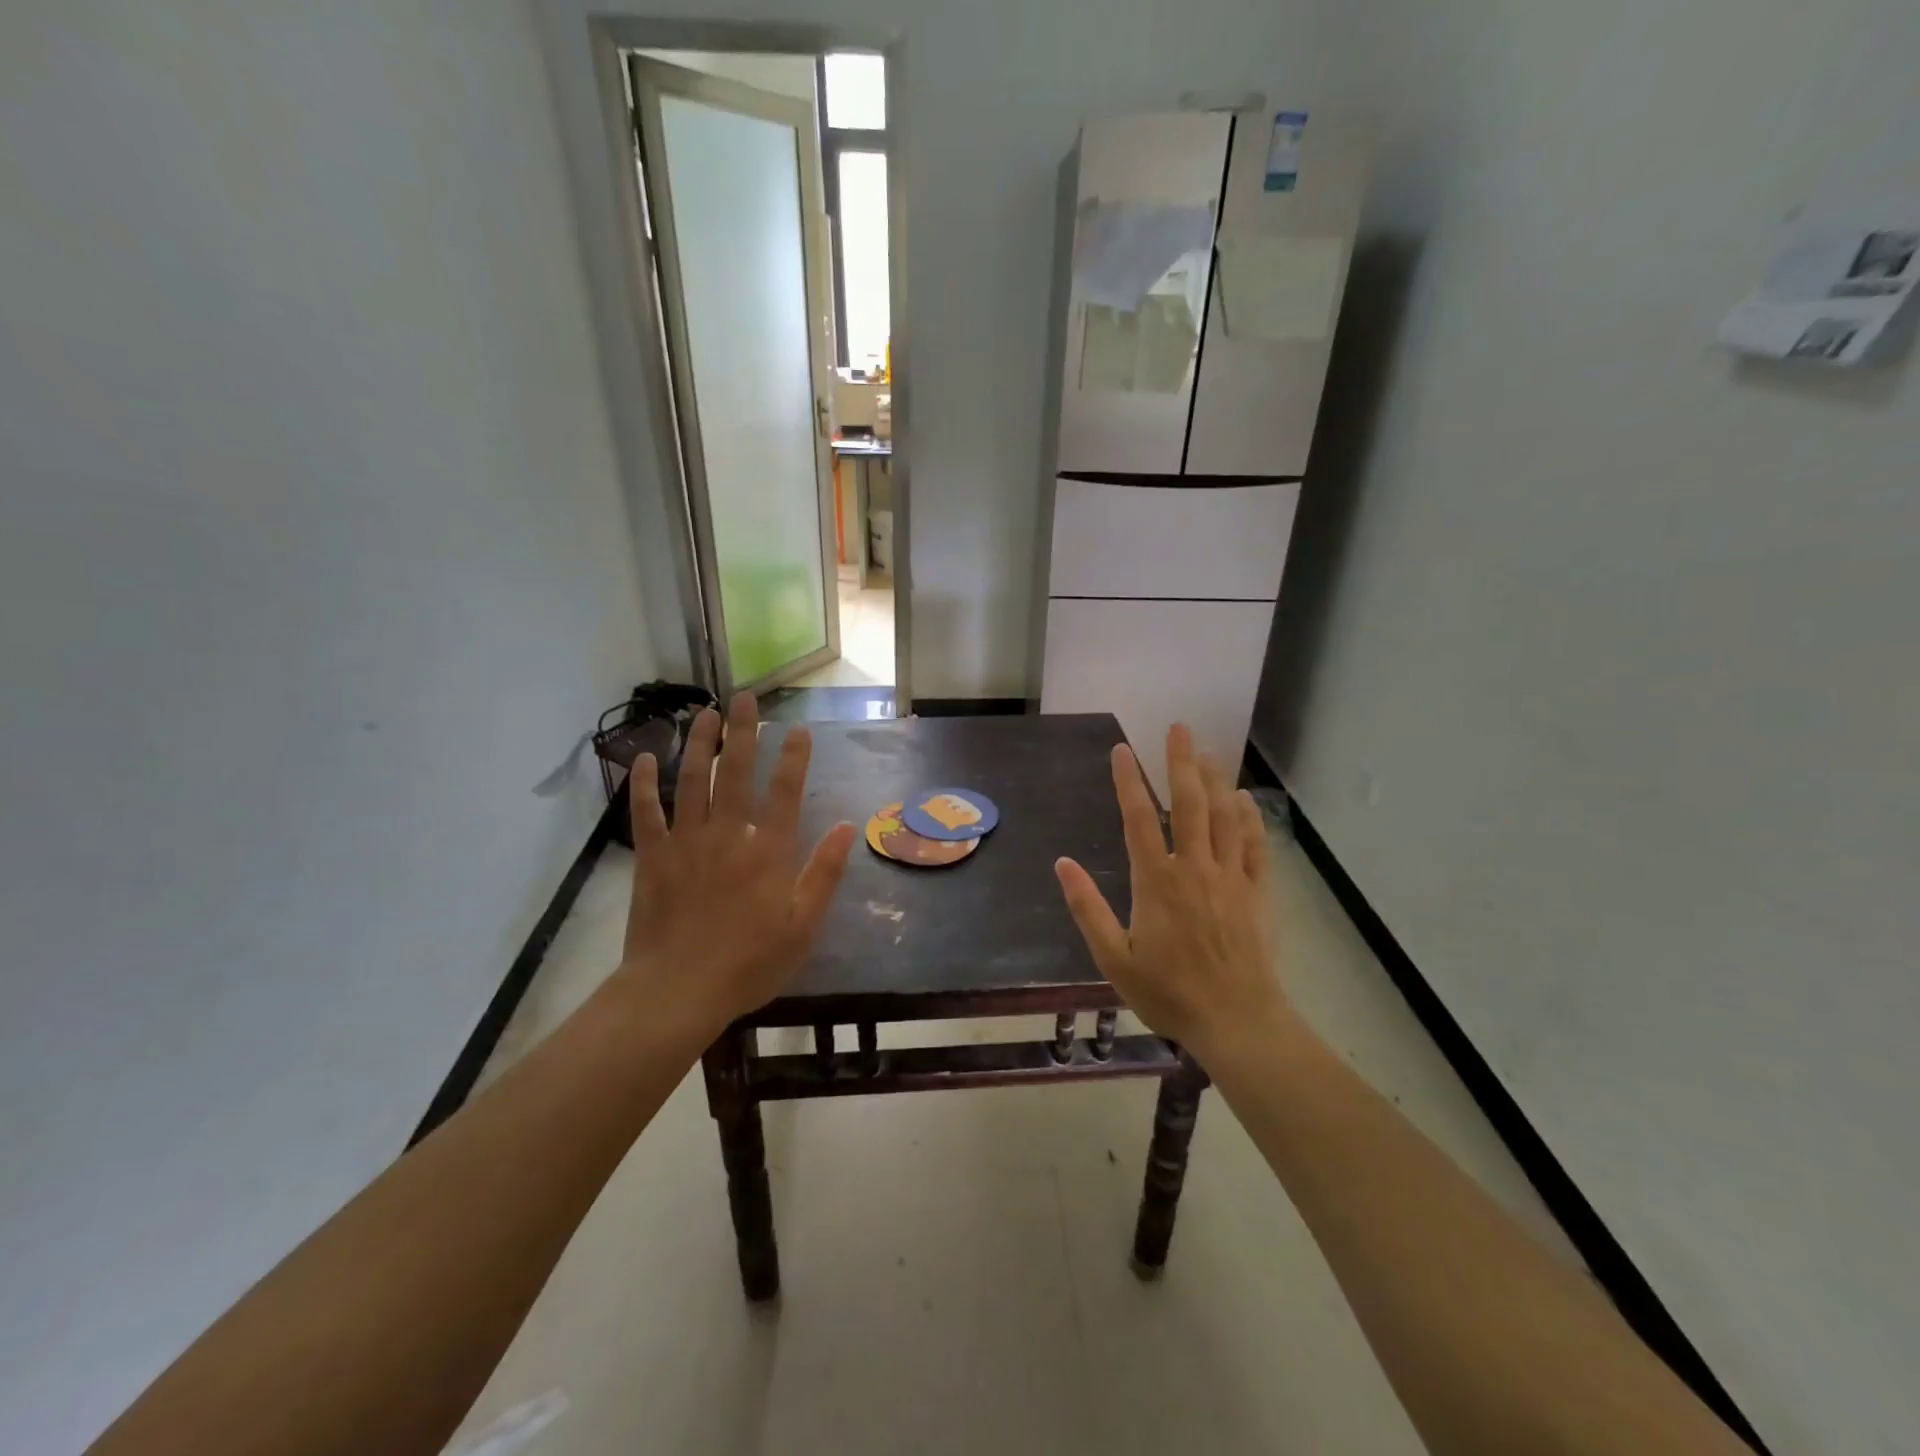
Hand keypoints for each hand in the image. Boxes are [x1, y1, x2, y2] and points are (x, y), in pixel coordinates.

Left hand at [617, 693, 855, 1041]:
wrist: (678, 992)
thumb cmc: (748, 963)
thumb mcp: (803, 926)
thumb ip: (825, 873)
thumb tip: (848, 827)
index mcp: (769, 852)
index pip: (785, 791)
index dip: (793, 757)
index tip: (798, 729)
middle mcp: (729, 835)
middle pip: (735, 773)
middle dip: (742, 732)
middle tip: (744, 698)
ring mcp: (686, 842)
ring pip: (691, 781)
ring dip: (699, 744)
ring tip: (705, 712)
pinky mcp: (652, 857)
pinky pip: (646, 813)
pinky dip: (644, 784)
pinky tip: (645, 757)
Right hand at [1054, 724, 1293, 1064]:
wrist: (1237, 1022)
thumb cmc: (1169, 993)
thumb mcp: (1114, 959)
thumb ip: (1088, 908)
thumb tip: (1062, 864)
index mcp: (1157, 881)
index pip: (1140, 818)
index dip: (1129, 781)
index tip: (1123, 750)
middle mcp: (1195, 868)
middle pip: (1189, 803)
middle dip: (1181, 762)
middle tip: (1179, 727)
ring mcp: (1231, 877)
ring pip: (1225, 816)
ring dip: (1215, 780)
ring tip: (1207, 752)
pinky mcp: (1258, 893)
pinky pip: (1255, 846)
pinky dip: (1250, 819)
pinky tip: (1244, 800)